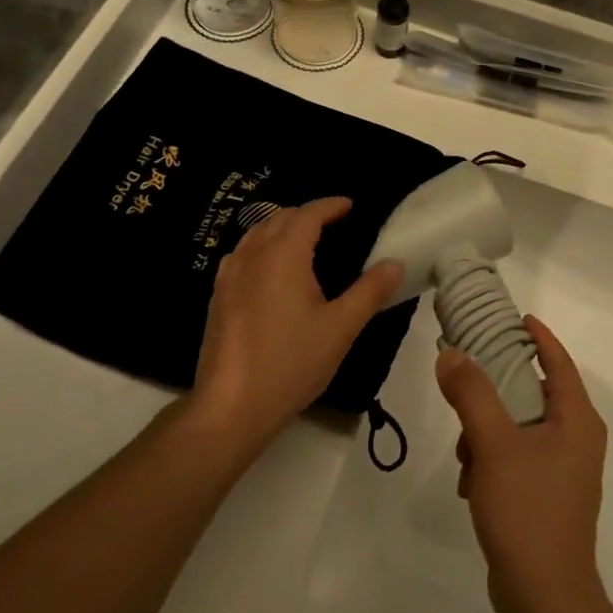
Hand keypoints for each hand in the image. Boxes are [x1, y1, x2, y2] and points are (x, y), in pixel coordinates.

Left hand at [191, 198, 402, 457]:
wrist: (231, 407)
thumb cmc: (291, 363)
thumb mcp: (341, 328)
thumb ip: (370, 291)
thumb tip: (395, 263)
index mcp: (283, 255)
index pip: (307, 214)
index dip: (330, 205)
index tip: (350, 205)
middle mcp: (253, 255)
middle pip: (279, 218)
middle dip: (307, 214)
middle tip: (334, 223)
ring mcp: (229, 275)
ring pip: (257, 234)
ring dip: (282, 228)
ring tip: (305, 241)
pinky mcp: (217, 296)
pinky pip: (242, 254)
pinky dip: (262, 247)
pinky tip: (271, 270)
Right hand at [435, 317, 608, 612]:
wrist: (545, 598)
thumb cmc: (527, 511)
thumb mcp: (493, 444)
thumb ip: (472, 393)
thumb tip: (451, 354)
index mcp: (577, 420)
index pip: (558, 362)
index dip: (538, 337)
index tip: (513, 318)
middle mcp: (577, 439)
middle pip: (532, 392)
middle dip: (494, 392)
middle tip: (463, 385)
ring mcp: (563, 469)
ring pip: (518, 426)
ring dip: (486, 432)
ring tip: (465, 456)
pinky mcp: (547, 494)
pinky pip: (516, 456)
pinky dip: (491, 459)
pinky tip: (470, 484)